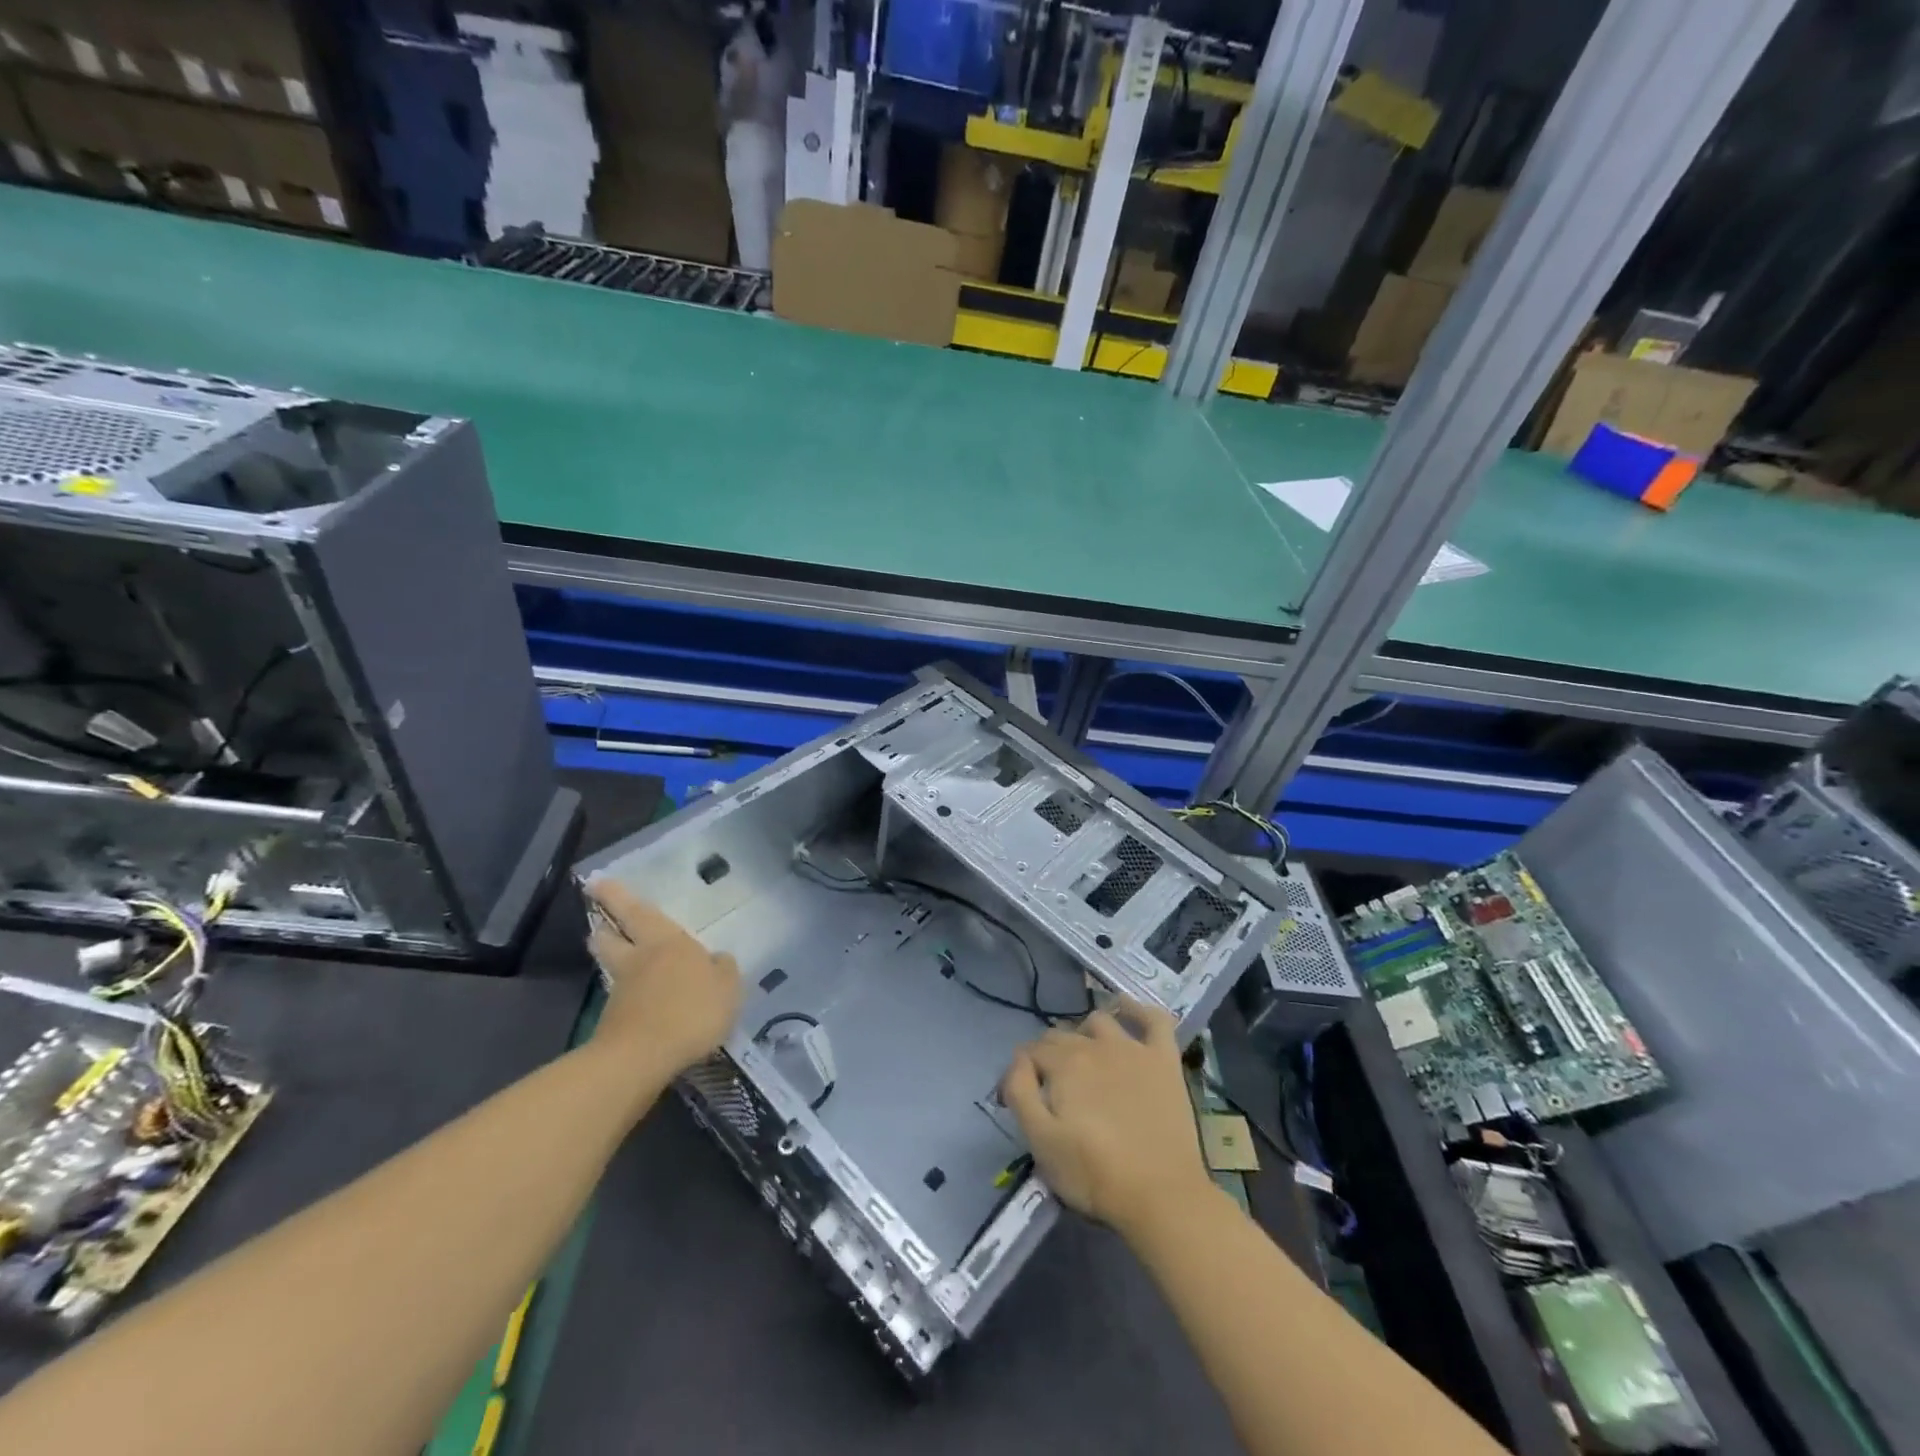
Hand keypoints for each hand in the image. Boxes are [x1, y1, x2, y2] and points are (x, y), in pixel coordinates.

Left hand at [585, 880, 742, 1077]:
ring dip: (609, 957)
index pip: (638, 912)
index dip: (617, 896)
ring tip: (614, 954)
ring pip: (612, 965)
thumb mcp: (727, 988)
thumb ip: (723, 970)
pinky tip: (639, 1000)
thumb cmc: (691, 1010)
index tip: (597, 882)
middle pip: (611, 937)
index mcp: (666, 942)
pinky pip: (620, 997)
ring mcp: (622, 991)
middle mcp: (639, 959)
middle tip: (600, 921)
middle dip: (605, 927)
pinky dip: (625, 994)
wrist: (642, 1057)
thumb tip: (717, 960)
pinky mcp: (613, 1021)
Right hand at [1000, 1001, 1215, 1239]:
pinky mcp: (1164, 1060)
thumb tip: (1018, 1061)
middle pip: (1061, 1036)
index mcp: (1064, 1063)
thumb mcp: (1040, 1140)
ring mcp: (1134, 1048)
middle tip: (1050, 1090)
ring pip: (1099, 1022)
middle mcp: (1096, 1044)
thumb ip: (1020, 1091)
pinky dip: (1138, 1009)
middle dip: (1047, 1056)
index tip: (1015, 1101)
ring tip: (1084, 1060)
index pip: (1029, 1053)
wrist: (1161, 1195)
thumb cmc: (1094, 1174)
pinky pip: (1154, 1019)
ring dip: (1085, 1034)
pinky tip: (1128, 1010)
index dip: (1018, 1073)